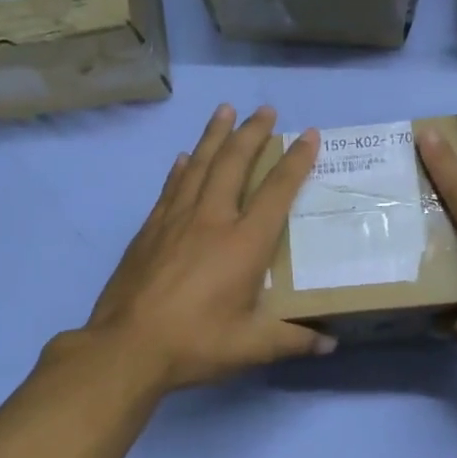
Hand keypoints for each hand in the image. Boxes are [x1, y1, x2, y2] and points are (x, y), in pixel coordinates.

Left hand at [78, 104, 333, 393]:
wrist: (126, 347)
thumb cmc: (195, 344)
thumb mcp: (251, 347)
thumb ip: (292, 340)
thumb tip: (330, 345)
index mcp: (243, 244)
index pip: (276, 191)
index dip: (295, 161)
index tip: (309, 135)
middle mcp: (211, 220)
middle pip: (234, 163)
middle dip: (252, 133)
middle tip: (265, 110)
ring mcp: (175, 221)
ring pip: (199, 165)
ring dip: (215, 136)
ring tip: (225, 110)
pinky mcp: (149, 230)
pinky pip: (170, 187)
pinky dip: (181, 168)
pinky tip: (184, 158)